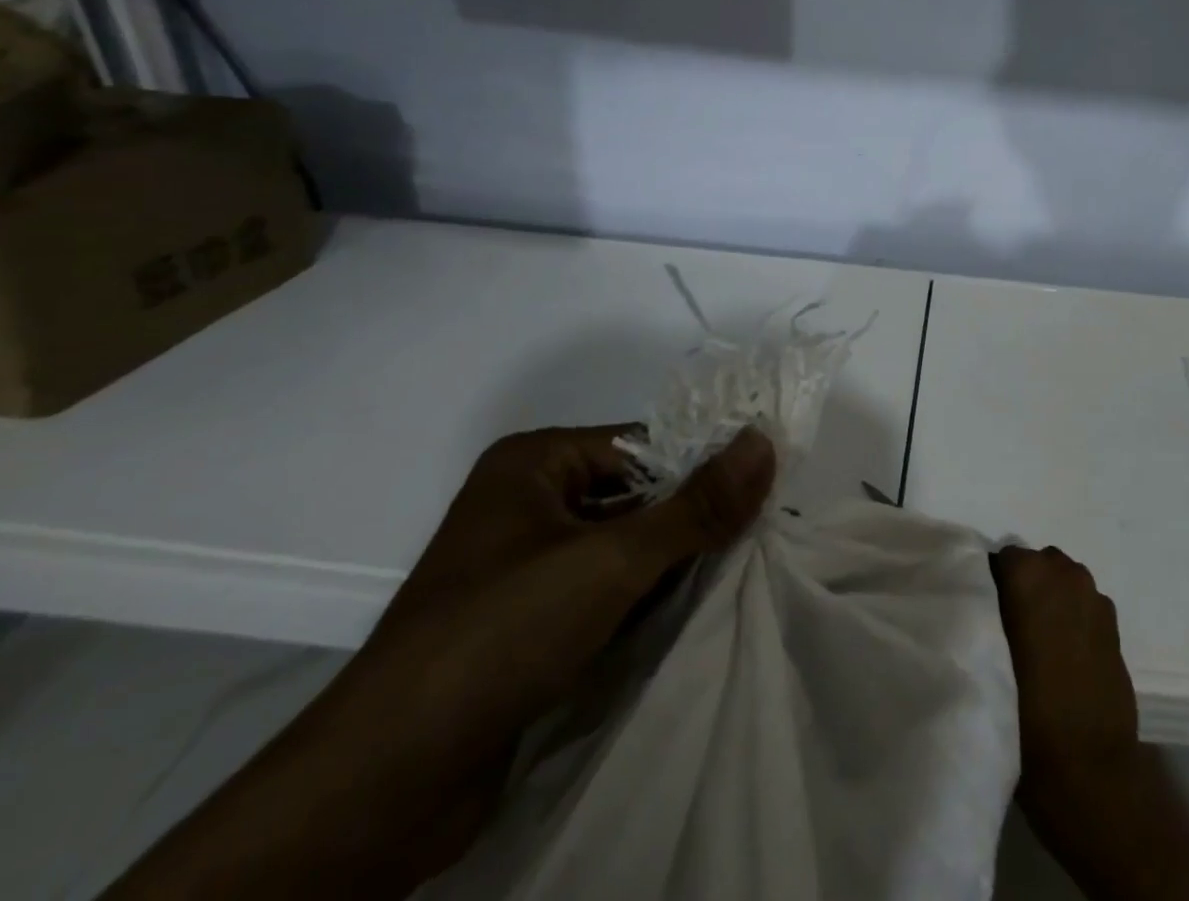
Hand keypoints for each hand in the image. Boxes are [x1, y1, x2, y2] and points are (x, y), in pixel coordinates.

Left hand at [104, 424, 774, 900]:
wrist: (380, 789)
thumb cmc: (499, 636)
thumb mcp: (612, 560)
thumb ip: (697, 504)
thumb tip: (766, 441)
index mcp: (535, 462)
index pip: (645, 445)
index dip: (703, 467)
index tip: (761, 493)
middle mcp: (528, 503)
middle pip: (638, 496)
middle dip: (690, 521)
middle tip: (755, 536)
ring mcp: (524, 566)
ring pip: (624, 548)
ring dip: (672, 565)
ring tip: (733, 574)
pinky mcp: (527, 623)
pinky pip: (603, 591)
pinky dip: (643, 601)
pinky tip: (687, 614)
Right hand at [991, 544, 1188, 900]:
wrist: (1089, 770)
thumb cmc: (1025, 715)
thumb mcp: (988, 657)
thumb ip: (987, 614)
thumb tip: (984, 598)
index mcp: (1028, 574)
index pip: (1000, 560)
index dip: (991, 585)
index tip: (983, 614)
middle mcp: (1064, 573)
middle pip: (1036, 566)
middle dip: (1024, 587)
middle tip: (1009, 629)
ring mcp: (1094, 597)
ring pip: (1063, 583)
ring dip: (1051, 601)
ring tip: (1038, 644)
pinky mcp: (1115, 625)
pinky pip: (1084, 607)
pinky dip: (1074, 619)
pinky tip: (1066, 657)